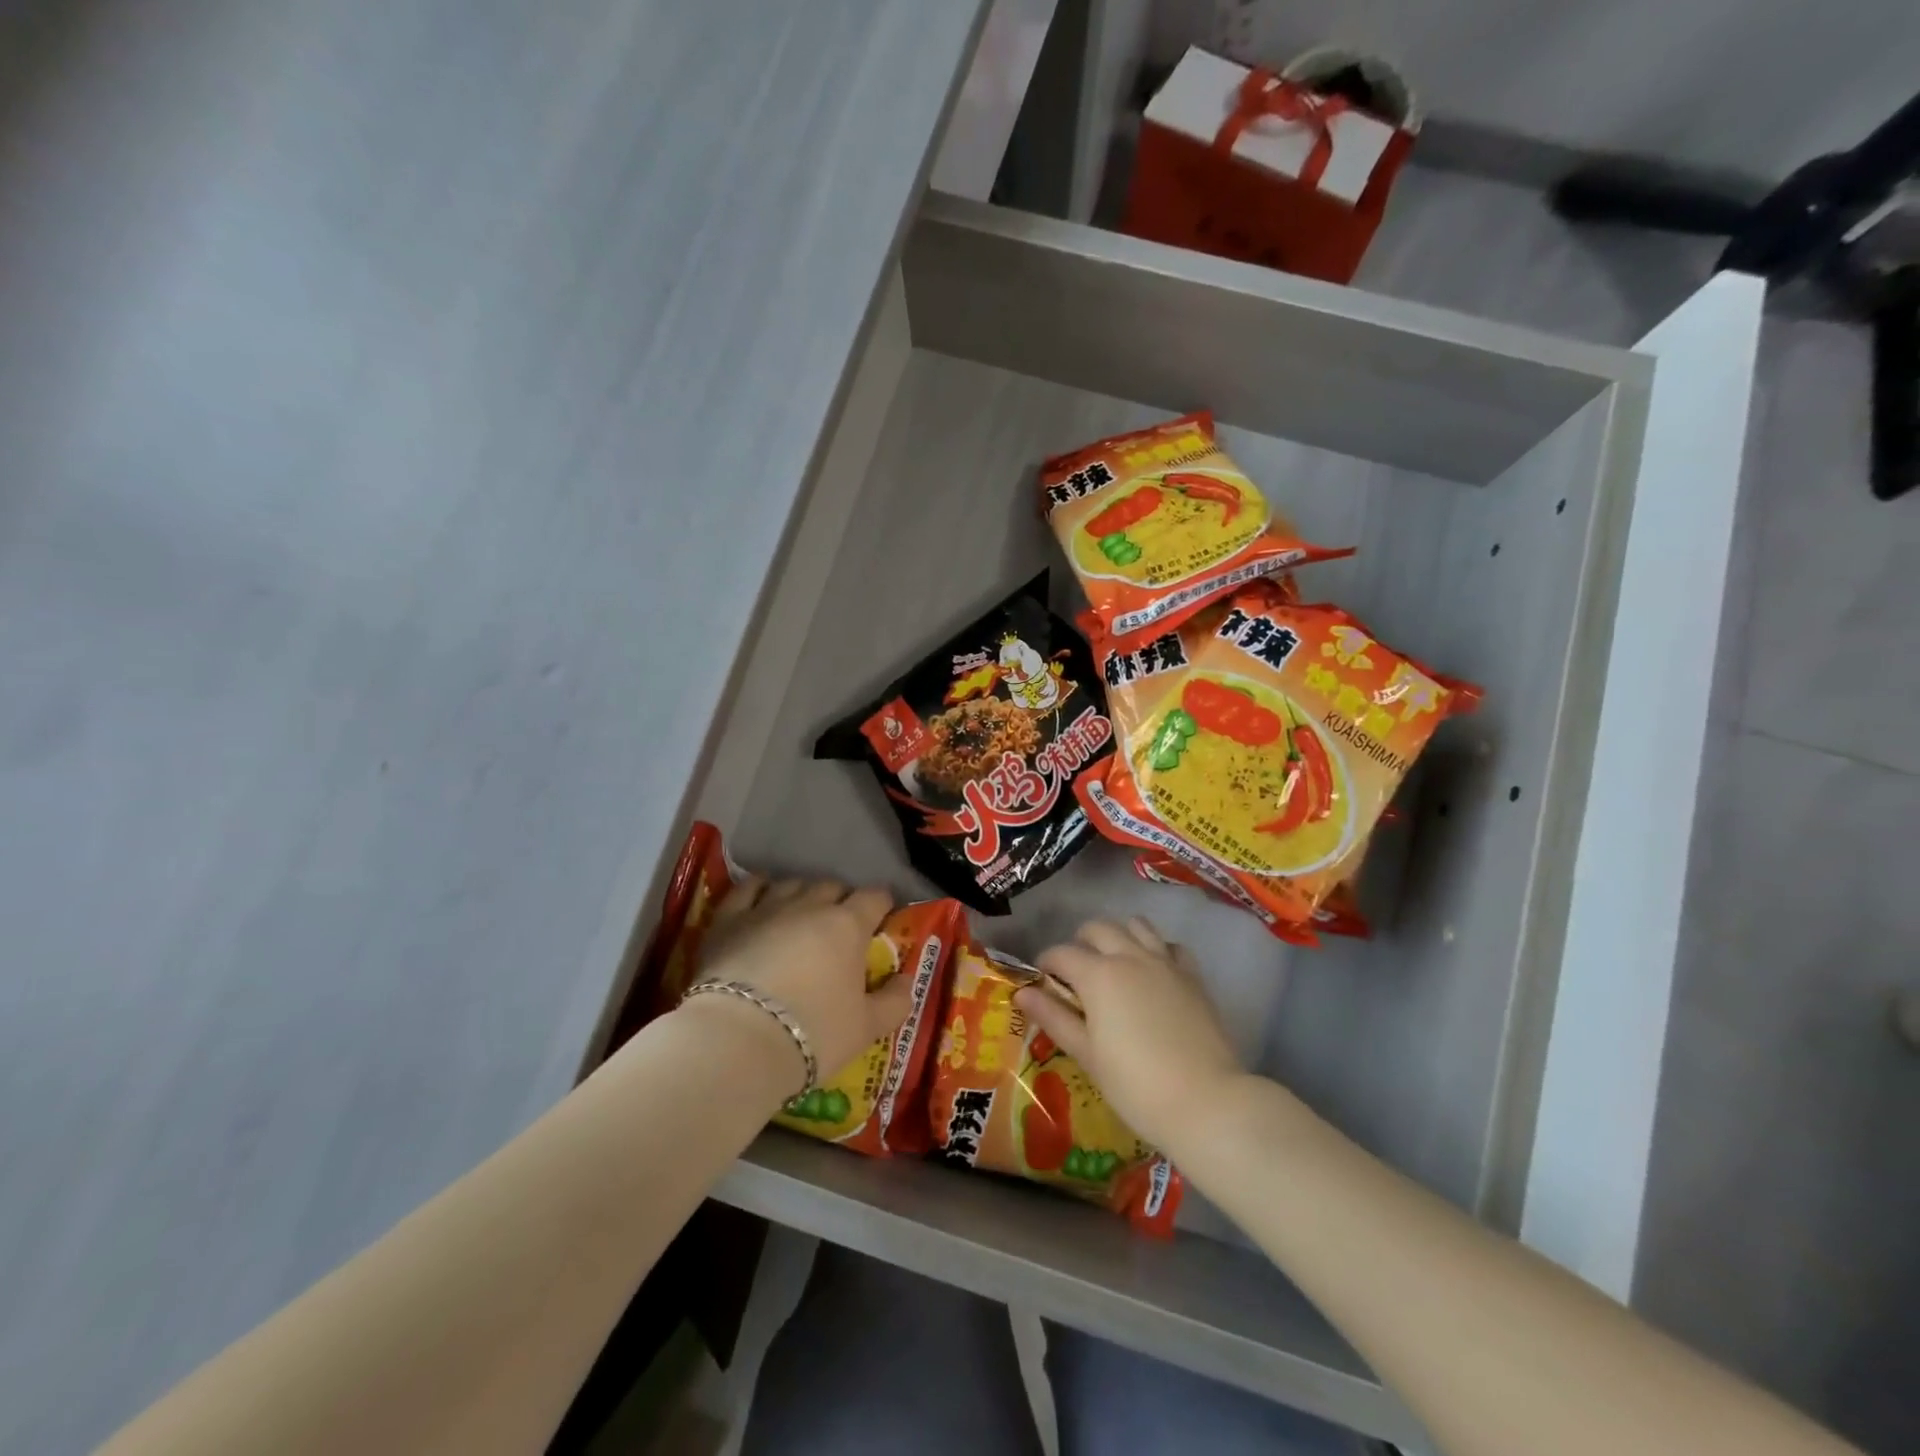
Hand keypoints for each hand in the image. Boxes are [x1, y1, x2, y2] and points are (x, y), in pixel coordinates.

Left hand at [683, 876, 905, 1096]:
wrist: (738, 1040)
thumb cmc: (813, 1033)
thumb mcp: (867, 1028)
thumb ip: (895, 1001)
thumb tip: (907, 981)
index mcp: (848, 926)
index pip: (874, 898)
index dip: (881, 904)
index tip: (882, 917)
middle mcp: (810, 906)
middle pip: (832, 887)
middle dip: (841, 899)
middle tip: (841, 924)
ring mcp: (767, 907)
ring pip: (792, 884)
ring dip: (803, 894)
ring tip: (802, 912)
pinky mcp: (729, 919)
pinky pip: (747, 888)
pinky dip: (758, 887)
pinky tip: (761, 893)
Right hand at [1017, 918, 1242, 1154]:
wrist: (1205, 1102)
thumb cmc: (1135, 1085)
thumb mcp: (1086, 1054)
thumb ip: (1054, 1017)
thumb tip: (1022, 993)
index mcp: (1098, 974)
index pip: (1061, 953)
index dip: (1046, 964)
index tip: (1042, 982)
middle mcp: (1130, 956)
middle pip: (1098, 928)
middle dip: (1080, 942)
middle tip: (1075, 973)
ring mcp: (1165, 962)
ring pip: (1136, 925)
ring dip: (1118, 936)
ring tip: (1113, 964)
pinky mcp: (1192, 976)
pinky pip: (1170, 946)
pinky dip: (1156, 949)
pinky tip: (1153, 973)